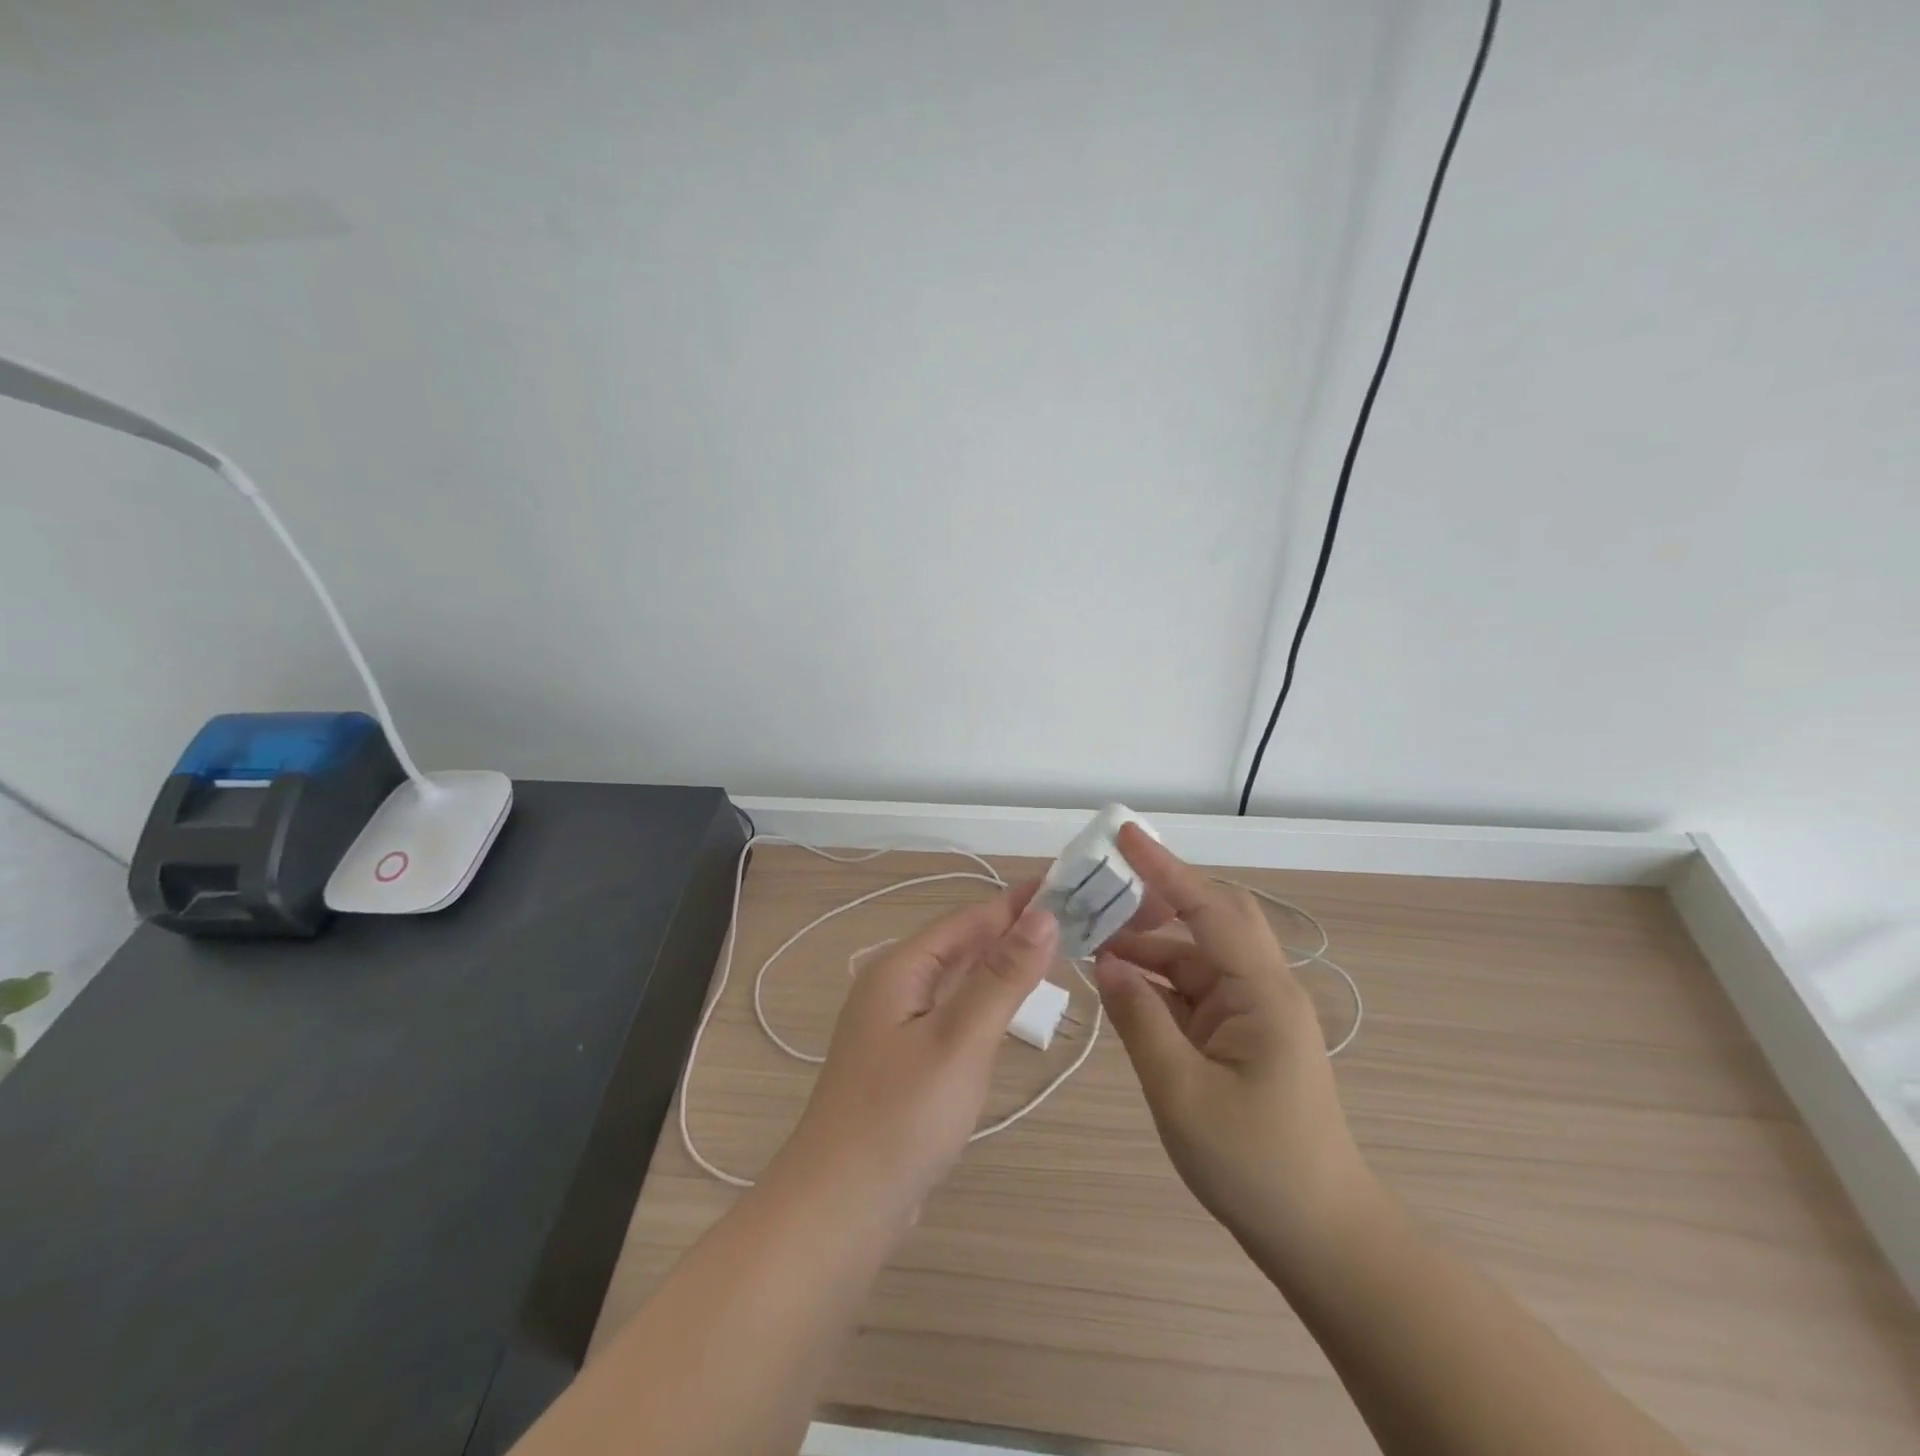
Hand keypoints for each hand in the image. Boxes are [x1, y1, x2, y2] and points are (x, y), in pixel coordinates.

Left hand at [774, 884, 1059, 1226]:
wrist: (838, 1210)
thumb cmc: (901, 1118)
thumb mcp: (959, 1041)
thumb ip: (1002, 977)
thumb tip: (1043, 915)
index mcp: (900, 968)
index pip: (970, 918)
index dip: (1018, 901)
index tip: (1069, 884)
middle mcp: (894, 986)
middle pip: (962, 944)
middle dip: (1013, 929)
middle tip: (1073, 919)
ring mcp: (896, 1026)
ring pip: (958, 979)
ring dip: (1001, 964)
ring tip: (1052, 953)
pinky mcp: (905, 1061)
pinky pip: (952, 1013)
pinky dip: (986, 1001)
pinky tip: (1008, 1009)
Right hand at [1094, 825, 1374, 1269]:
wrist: (1319, 1237)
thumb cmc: (1255, 1165)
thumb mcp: (1181, 1092)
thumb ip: (1140, 1019)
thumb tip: (1105, 962)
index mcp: (1261, 992)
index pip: (1209, 909)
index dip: (1164, 869)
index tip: (1124, 835)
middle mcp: (1261, 988)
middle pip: (1211, 918)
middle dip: (1159, 896)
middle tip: (1104, 887)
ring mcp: (1252, 1012)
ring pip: (1196, 955)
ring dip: (1149, 944)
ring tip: (1093, 937)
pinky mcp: (1240, 1034)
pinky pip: (1193, 990)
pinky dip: (1155, 980)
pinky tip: (1119, 983)